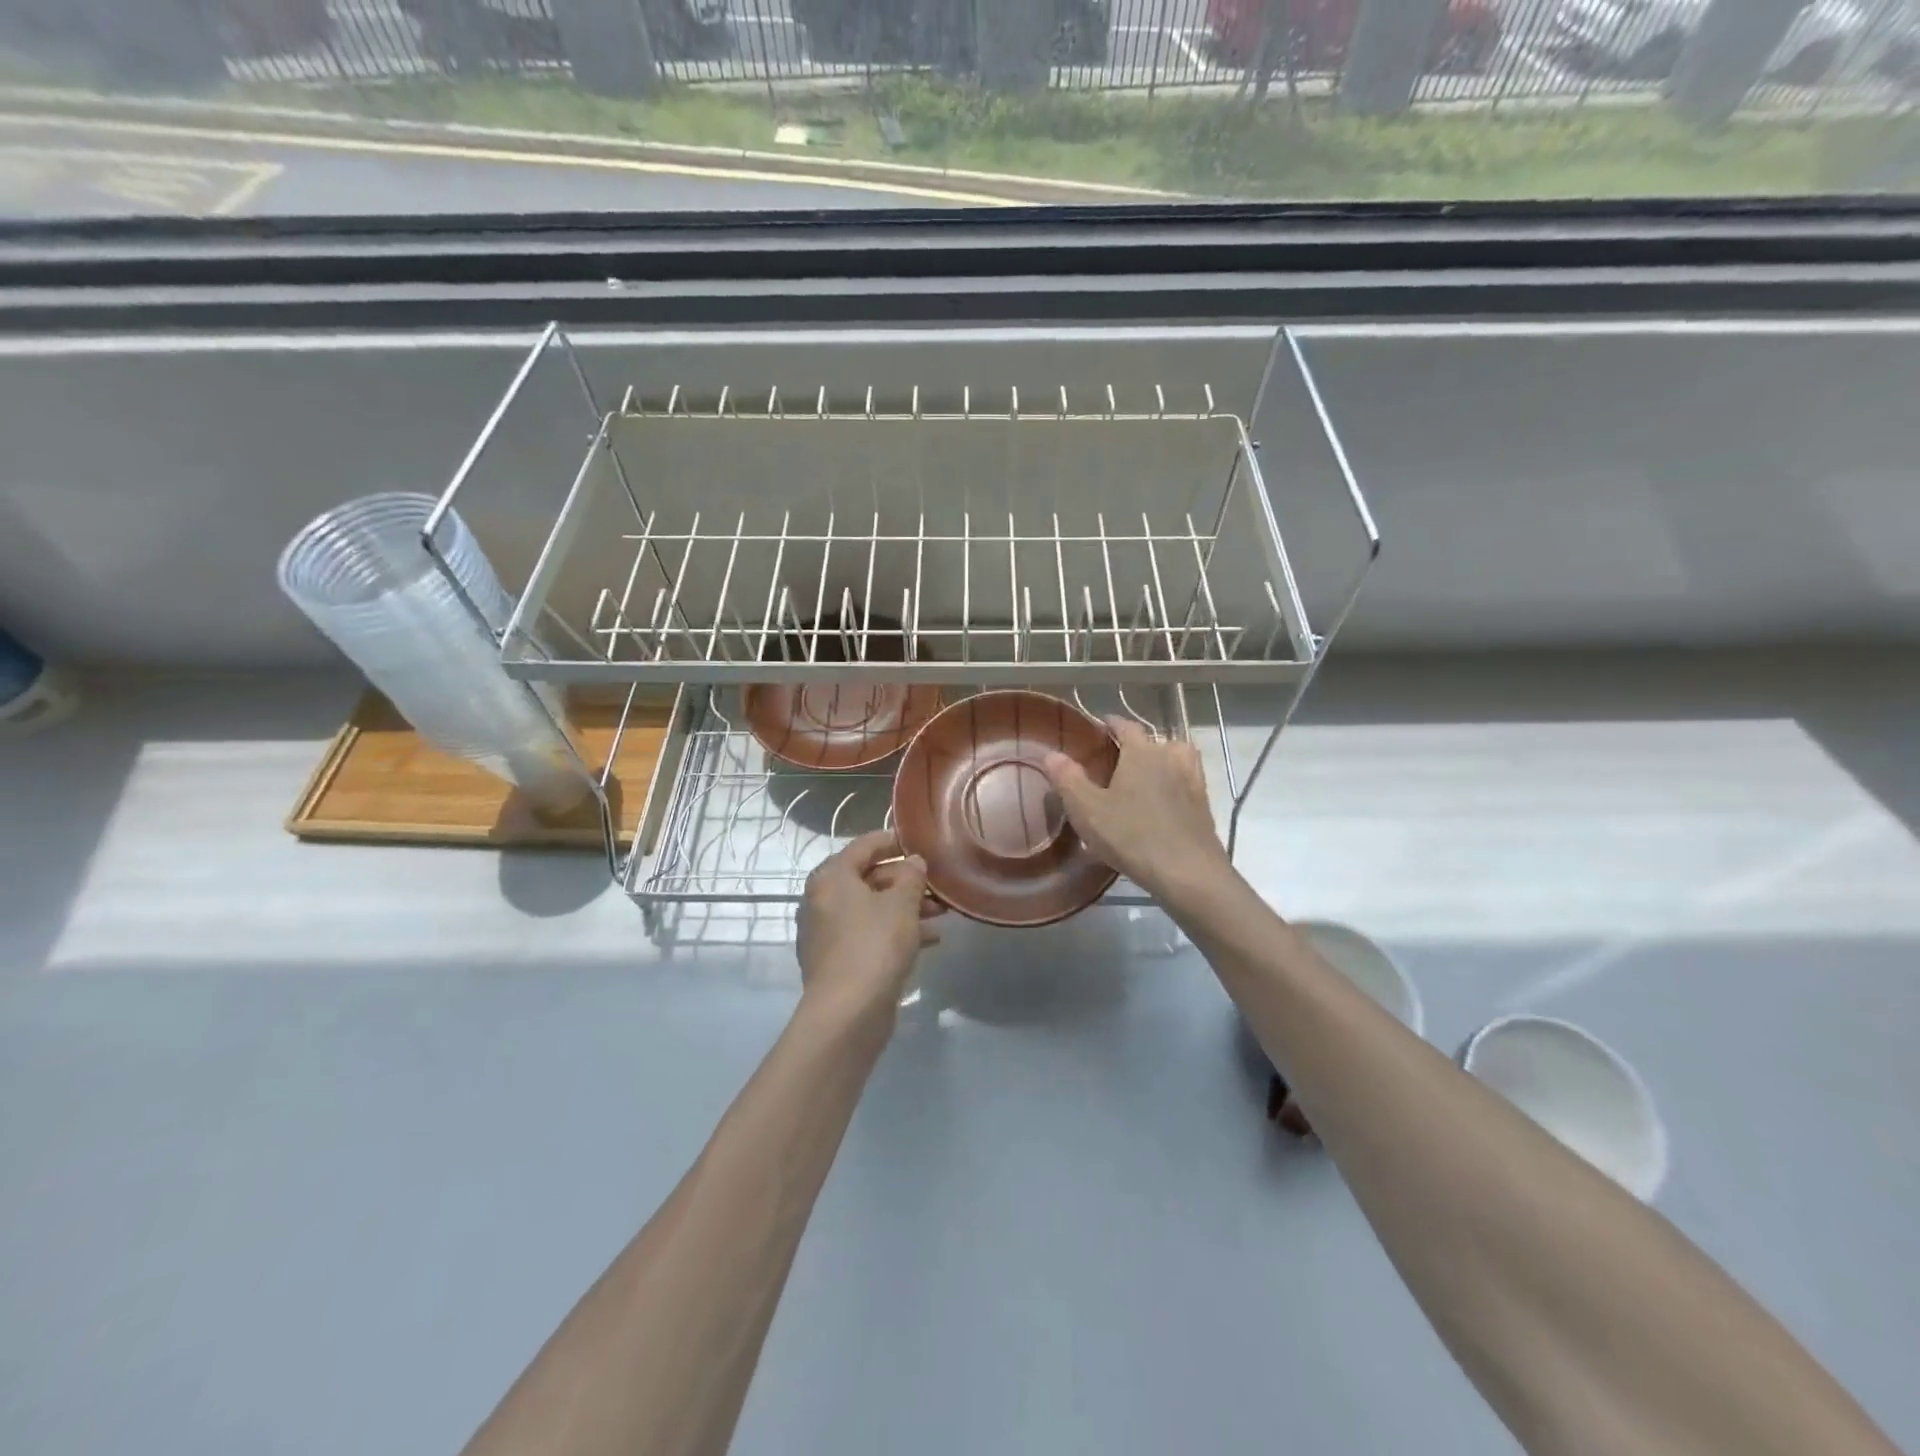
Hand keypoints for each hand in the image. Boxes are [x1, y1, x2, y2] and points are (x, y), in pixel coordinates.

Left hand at [796, 829, 941, 1023]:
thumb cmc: (874, 946)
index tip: (920, 842)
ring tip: (941, 914)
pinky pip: (869, 934)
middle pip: (868, 878)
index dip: (893, 841)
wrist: (847, 1013)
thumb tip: (913, 862)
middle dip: (905, 881)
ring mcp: (827, 932)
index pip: (864, 845)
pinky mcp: (837, 960)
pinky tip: (929, 941)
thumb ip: (911, 877)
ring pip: (871, 908)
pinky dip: (895, 931)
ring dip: (905, 907)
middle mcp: (822, 900)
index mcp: (831, 877)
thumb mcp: (901, 904)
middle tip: (938, 885)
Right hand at [1041, 718, 1227, 904]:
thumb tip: (1051, 754)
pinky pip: (1186, 783)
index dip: (1112, 723)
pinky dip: (1175, 784)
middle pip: (1155, 741)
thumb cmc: (1132, 836)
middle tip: (1117, 759)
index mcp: (1142, 752)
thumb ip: (1068, 779)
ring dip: (1162, 761)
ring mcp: (1192, 780)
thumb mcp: (1087, 810)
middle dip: (1137, 745)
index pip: (1127, 727)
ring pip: (1176, 758)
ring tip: (1145, 775)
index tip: (1101, 724)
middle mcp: (1170, 758)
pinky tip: (1164, 801)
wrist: (1187, 872)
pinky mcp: (1203, 805)